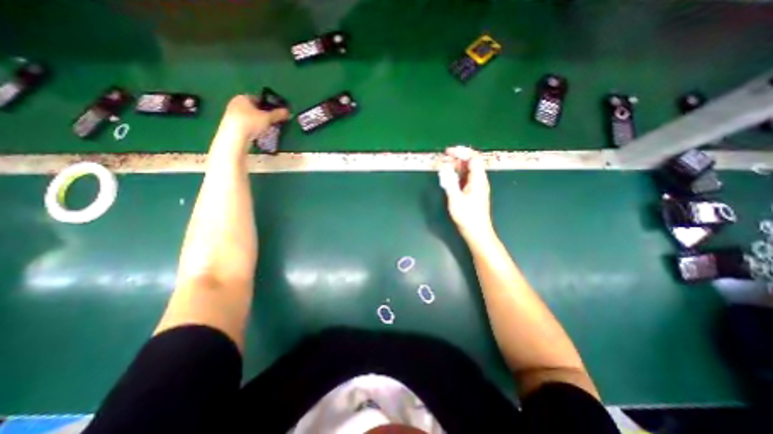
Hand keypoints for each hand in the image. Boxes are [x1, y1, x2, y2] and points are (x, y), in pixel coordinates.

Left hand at [215, 94, 291, 142]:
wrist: (234, 136)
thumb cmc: (251, 122)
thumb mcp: (268, 118)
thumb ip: (278, 114)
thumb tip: (288, 111)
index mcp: (243, 97)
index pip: (259, 99)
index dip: (269, 105)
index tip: (276, 113)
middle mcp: (235, 103)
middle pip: (253, 108)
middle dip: (263, 114)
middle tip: (272, 122)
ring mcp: (231, 114)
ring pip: (249, 116)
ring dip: (257, 122)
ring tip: (266, 130)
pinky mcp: (231, 125)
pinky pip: (245, 124)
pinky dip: (252, 128)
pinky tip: (257, 134)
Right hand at [437, 146, 491, 240]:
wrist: (476, 232)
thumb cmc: (467, 217)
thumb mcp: (456, 199)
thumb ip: (449, 182)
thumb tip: (444, 167)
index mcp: (478, 180)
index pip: (473, 158)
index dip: (461, 152)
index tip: (448, 152)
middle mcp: (479, 180)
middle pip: (470, 162)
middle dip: (457, 158)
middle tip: (443, 159)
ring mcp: (476, 186)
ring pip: (467, 170)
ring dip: (456, 166)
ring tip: (443, 166)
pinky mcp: (472, 192)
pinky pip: (465, 178)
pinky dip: (456, 174)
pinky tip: (448, 177)